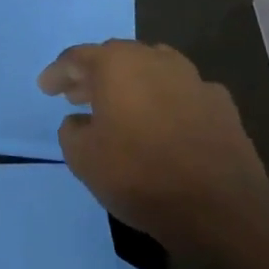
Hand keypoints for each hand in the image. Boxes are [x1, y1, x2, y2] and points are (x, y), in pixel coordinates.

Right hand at [39, 40, 268, 248]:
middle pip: (116, 58)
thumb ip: (71, 132)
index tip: (45, 88)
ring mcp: (193, 79)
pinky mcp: (222, 105)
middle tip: (77, 96)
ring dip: (133, 84)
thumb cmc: (141, 176)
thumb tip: (79, 122)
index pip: (77, 58)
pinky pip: (184, 94)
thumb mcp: (84, 159)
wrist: (222, 210)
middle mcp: (154, 59)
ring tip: (122, 108)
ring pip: (153, 70)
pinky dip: (168, 103)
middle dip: (94, 75)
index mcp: (117, 63)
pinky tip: (165, 124)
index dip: (57, 73)